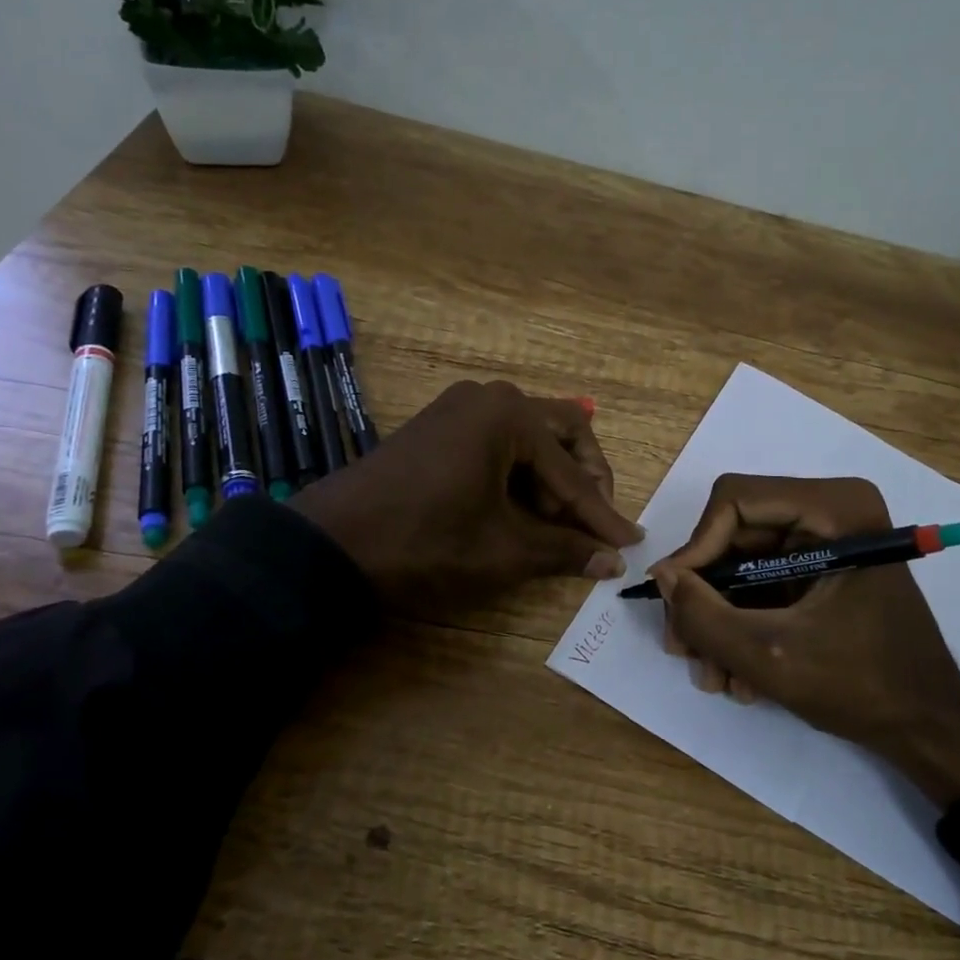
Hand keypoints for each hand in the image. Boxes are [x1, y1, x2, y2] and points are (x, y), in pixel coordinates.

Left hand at [290, 380, 643, 614]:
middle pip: (561, 434)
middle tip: (593, 525)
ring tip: (554, 526)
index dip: (602, 514)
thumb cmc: (425, 543)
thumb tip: (612, 561)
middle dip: (583, 481)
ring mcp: (459, 407)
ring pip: (528, 438)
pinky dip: (517, 475)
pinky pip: (497, 443)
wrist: (329, 545)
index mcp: (509, 416)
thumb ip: (563, 551)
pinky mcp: (438, 426)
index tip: (629, 542)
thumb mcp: (502, 552)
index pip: (572, 473)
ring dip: (550, 479)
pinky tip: (519, 510)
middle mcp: (489, 398)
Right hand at [649, 474, 959, 807]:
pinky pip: (760, 584)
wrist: (928, 730)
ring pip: (740, 564)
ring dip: (719, 620)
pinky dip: (742, 625)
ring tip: (713, 677)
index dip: (696, 548)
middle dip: (705, 597)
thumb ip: (703, 616)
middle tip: (683, 650)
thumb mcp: (770, 656)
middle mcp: (829, 511)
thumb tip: (660, 574)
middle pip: (733, 536)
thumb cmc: (862, 686)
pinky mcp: (819, 571)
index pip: (735, 501)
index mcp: (835, 508)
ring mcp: (824, 541)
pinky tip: (736, 675)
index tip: (675, 601)